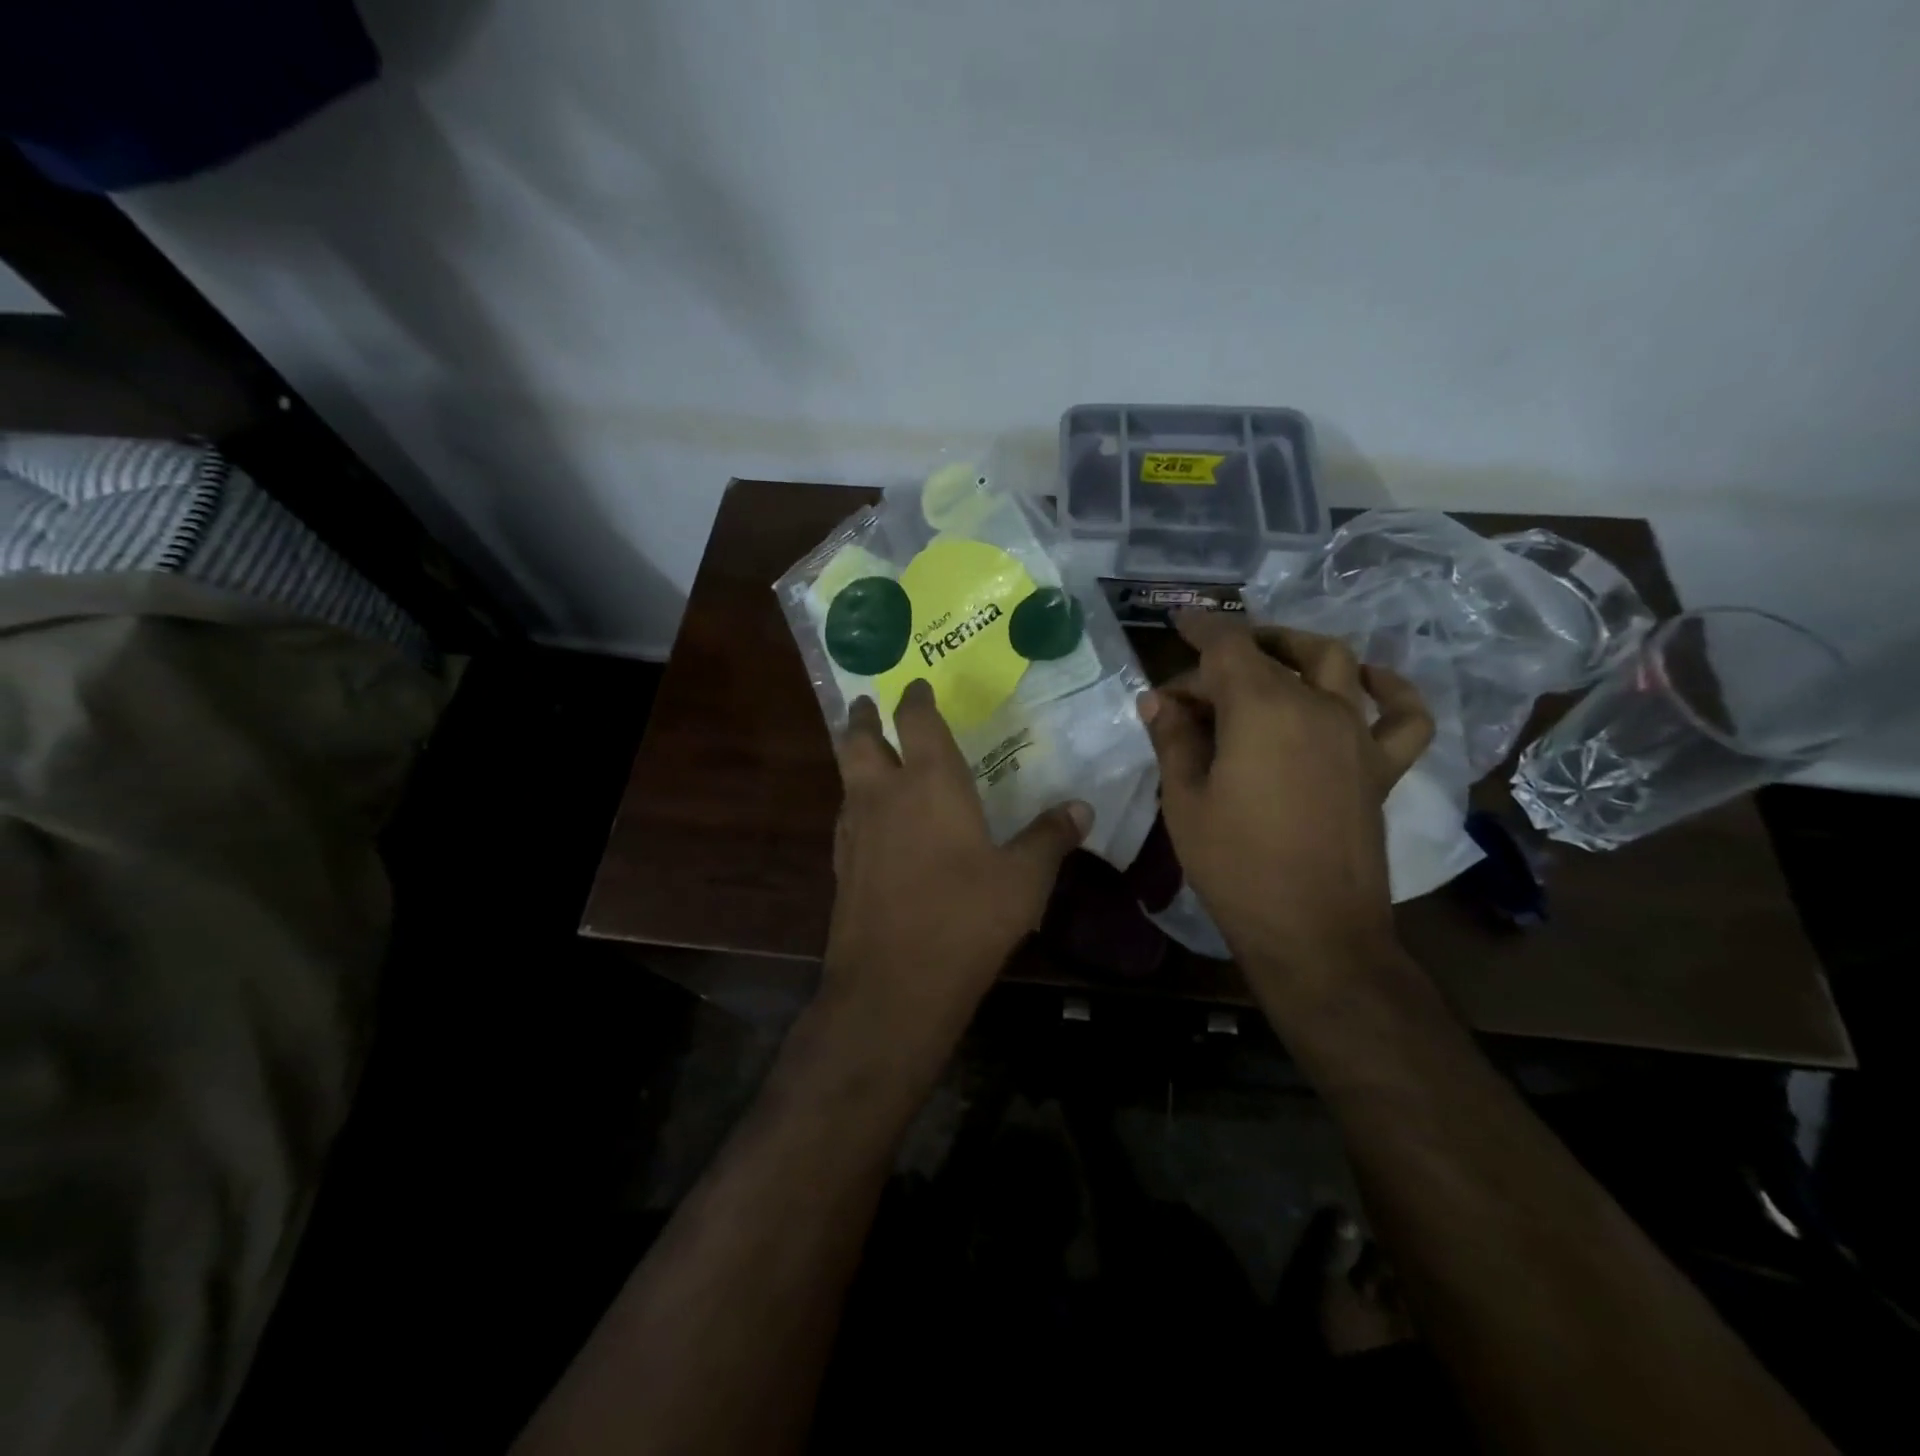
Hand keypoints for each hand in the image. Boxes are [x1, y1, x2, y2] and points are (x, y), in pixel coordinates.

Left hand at [823, 680, 1088, 1047]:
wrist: (893, 985)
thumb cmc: (965, 919)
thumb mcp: (1023, 880)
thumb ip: (1050, 837)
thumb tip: (1081, 807)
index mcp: (930, 783)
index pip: (916, 720)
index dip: (916, 698)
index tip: (918, 685)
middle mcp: (884, 795)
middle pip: (858, 738)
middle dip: (862, 716)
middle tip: (866, 703)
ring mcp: (855, 830)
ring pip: (846, 776)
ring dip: (854, 757)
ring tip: (868, 753)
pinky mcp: (841, 866)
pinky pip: (846, 816)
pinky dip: (855, 802)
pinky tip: (872, 820)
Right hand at [1140, 613, 1433, 988]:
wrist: (1312, 931)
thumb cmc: (1234, 865)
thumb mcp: (1185, 799)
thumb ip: (1174, 739)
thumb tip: (1159, 700)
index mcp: (1261, 710)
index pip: (1227, 647)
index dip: (1200, 628)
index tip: (1179, 620)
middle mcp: (1316, 706)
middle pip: (1268, 659)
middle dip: (1224, 661)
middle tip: (1191, 691)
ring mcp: (1356, 735)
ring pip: (1334, 664)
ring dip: (1297, 650)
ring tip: (1271, 657)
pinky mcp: (1381, 767)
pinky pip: (1402, 717)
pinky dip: (1389, 690)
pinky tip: (1367, 682)